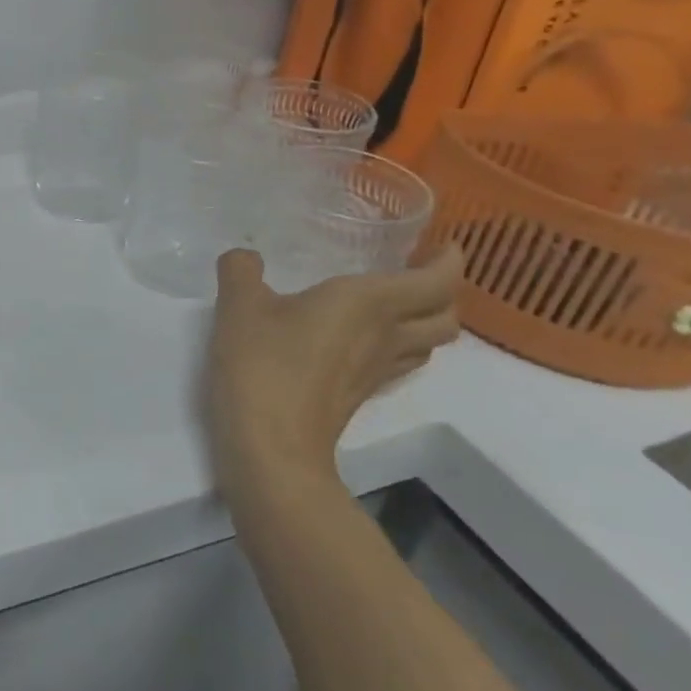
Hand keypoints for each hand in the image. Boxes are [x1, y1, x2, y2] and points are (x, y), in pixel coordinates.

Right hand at [207, 247, 460, 516]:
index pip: (439, 280)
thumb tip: (244, 258)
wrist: (270, 445)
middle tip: (417, 274)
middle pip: (446, 316)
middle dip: (444, 293)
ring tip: (396, 307)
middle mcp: (387, 335)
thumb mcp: (239, 305)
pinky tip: (360, 343)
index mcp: (369, 302)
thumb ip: (241, 271)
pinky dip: (395, 347)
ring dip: (424, 323)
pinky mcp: (360, 396)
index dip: (451, 261)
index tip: (442, 244)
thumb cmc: (263, 364)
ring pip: (427, 344)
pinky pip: (397, 363)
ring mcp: (377, 371)